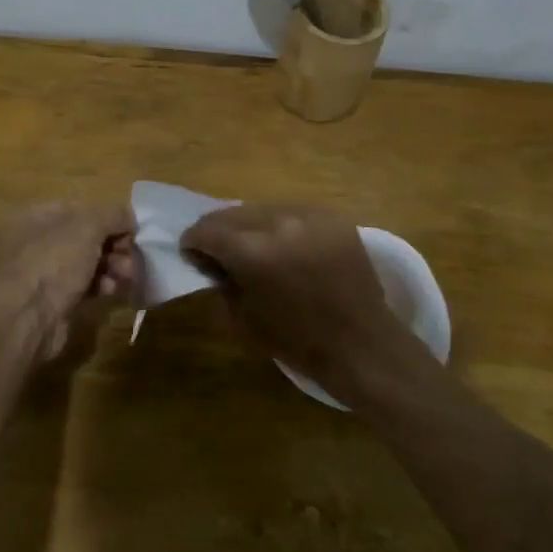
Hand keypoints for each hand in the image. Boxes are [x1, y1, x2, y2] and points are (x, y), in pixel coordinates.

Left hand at [0, 201, 135, 361]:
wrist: (27, 321)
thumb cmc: (53, 262)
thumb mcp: (88, 226)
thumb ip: (113, 214)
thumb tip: (129, 218)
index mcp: (30, 216)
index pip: (76, 208)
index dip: (106, 217)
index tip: (129, 231)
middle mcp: (30, 242)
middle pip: (82, 237)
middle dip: (112, 245)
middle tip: (130, 257)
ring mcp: (38, 274)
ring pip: (84, 263)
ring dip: (110, 266)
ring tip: (125, 275)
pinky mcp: (49, 301)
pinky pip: (81, 286)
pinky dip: (98, 286)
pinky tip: (109, 291)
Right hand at [180, 204, 408, 398]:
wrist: (360, 343)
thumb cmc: (296, 341)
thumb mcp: (241, 319)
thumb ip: (219, 283)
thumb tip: (210, 261)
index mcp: (253, 252)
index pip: (207, 230)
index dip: (193, 242)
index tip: (192, 254)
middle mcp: (280, 223)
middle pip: (233, 213)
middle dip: (219, 231)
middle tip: (218, 251)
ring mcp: (310, 215)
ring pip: (263, 208)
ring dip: (250, 226)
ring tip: (254, 247)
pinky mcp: (333, 216)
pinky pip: (293, 211)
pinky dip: (281, 226)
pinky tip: (285, 246)